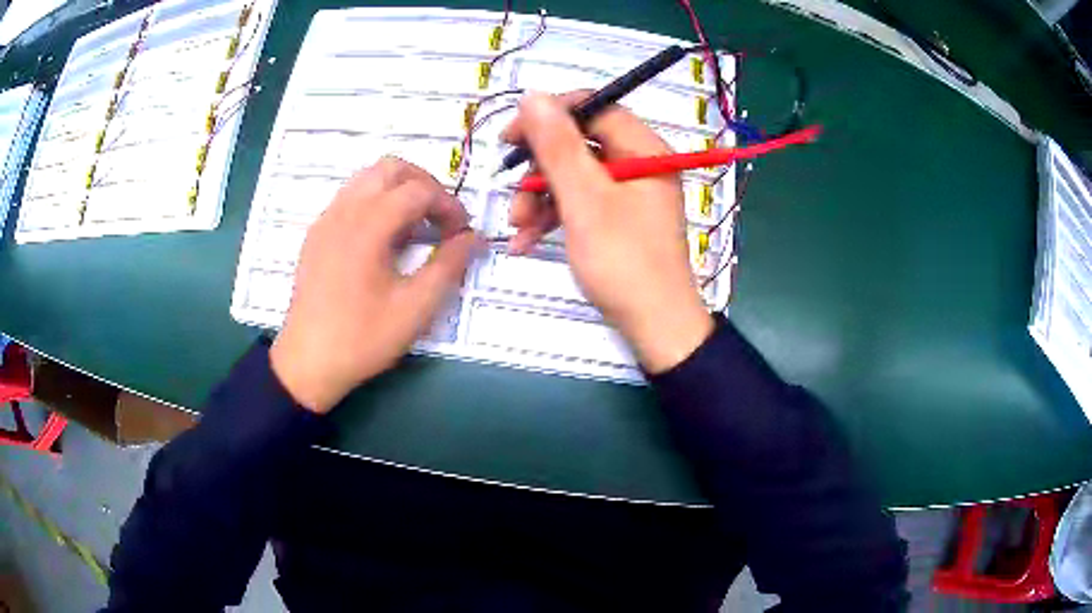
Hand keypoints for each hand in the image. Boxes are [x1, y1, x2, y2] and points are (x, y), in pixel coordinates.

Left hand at [270, 157, 478, 412]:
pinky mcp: (317, 234)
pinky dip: (375, 202)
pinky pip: (350, 198)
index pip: (419, 190)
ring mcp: (326, 220)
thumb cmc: (362, 337)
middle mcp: (345, 211)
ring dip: (398, 190)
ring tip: (413, 227)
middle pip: (391, 168)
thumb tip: (472, 238)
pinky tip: (383, 239)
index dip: (448, 205)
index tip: (462, 233)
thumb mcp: (415, 308)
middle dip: (424, 184)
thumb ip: (448, 266)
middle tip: (440, 217)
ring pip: (367, 179)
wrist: (307, 362)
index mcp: (369, 225)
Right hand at [502, 92, 712, 372]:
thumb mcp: (584, 200)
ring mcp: (629, 193)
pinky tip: (527, 242)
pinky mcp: (619, 219)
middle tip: (509, 189)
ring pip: (574, 177)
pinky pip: (581, 203)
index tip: (511, 136)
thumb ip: (557, 145)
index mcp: (643, 149)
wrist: (656, 327)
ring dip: (539, 198)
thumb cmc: (623, 261)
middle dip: (539, 169)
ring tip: (517, 228)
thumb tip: (533, 95)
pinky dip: (553, 218)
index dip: (549, 116)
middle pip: (579, 144)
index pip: (593, 108)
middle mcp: (639, 163)